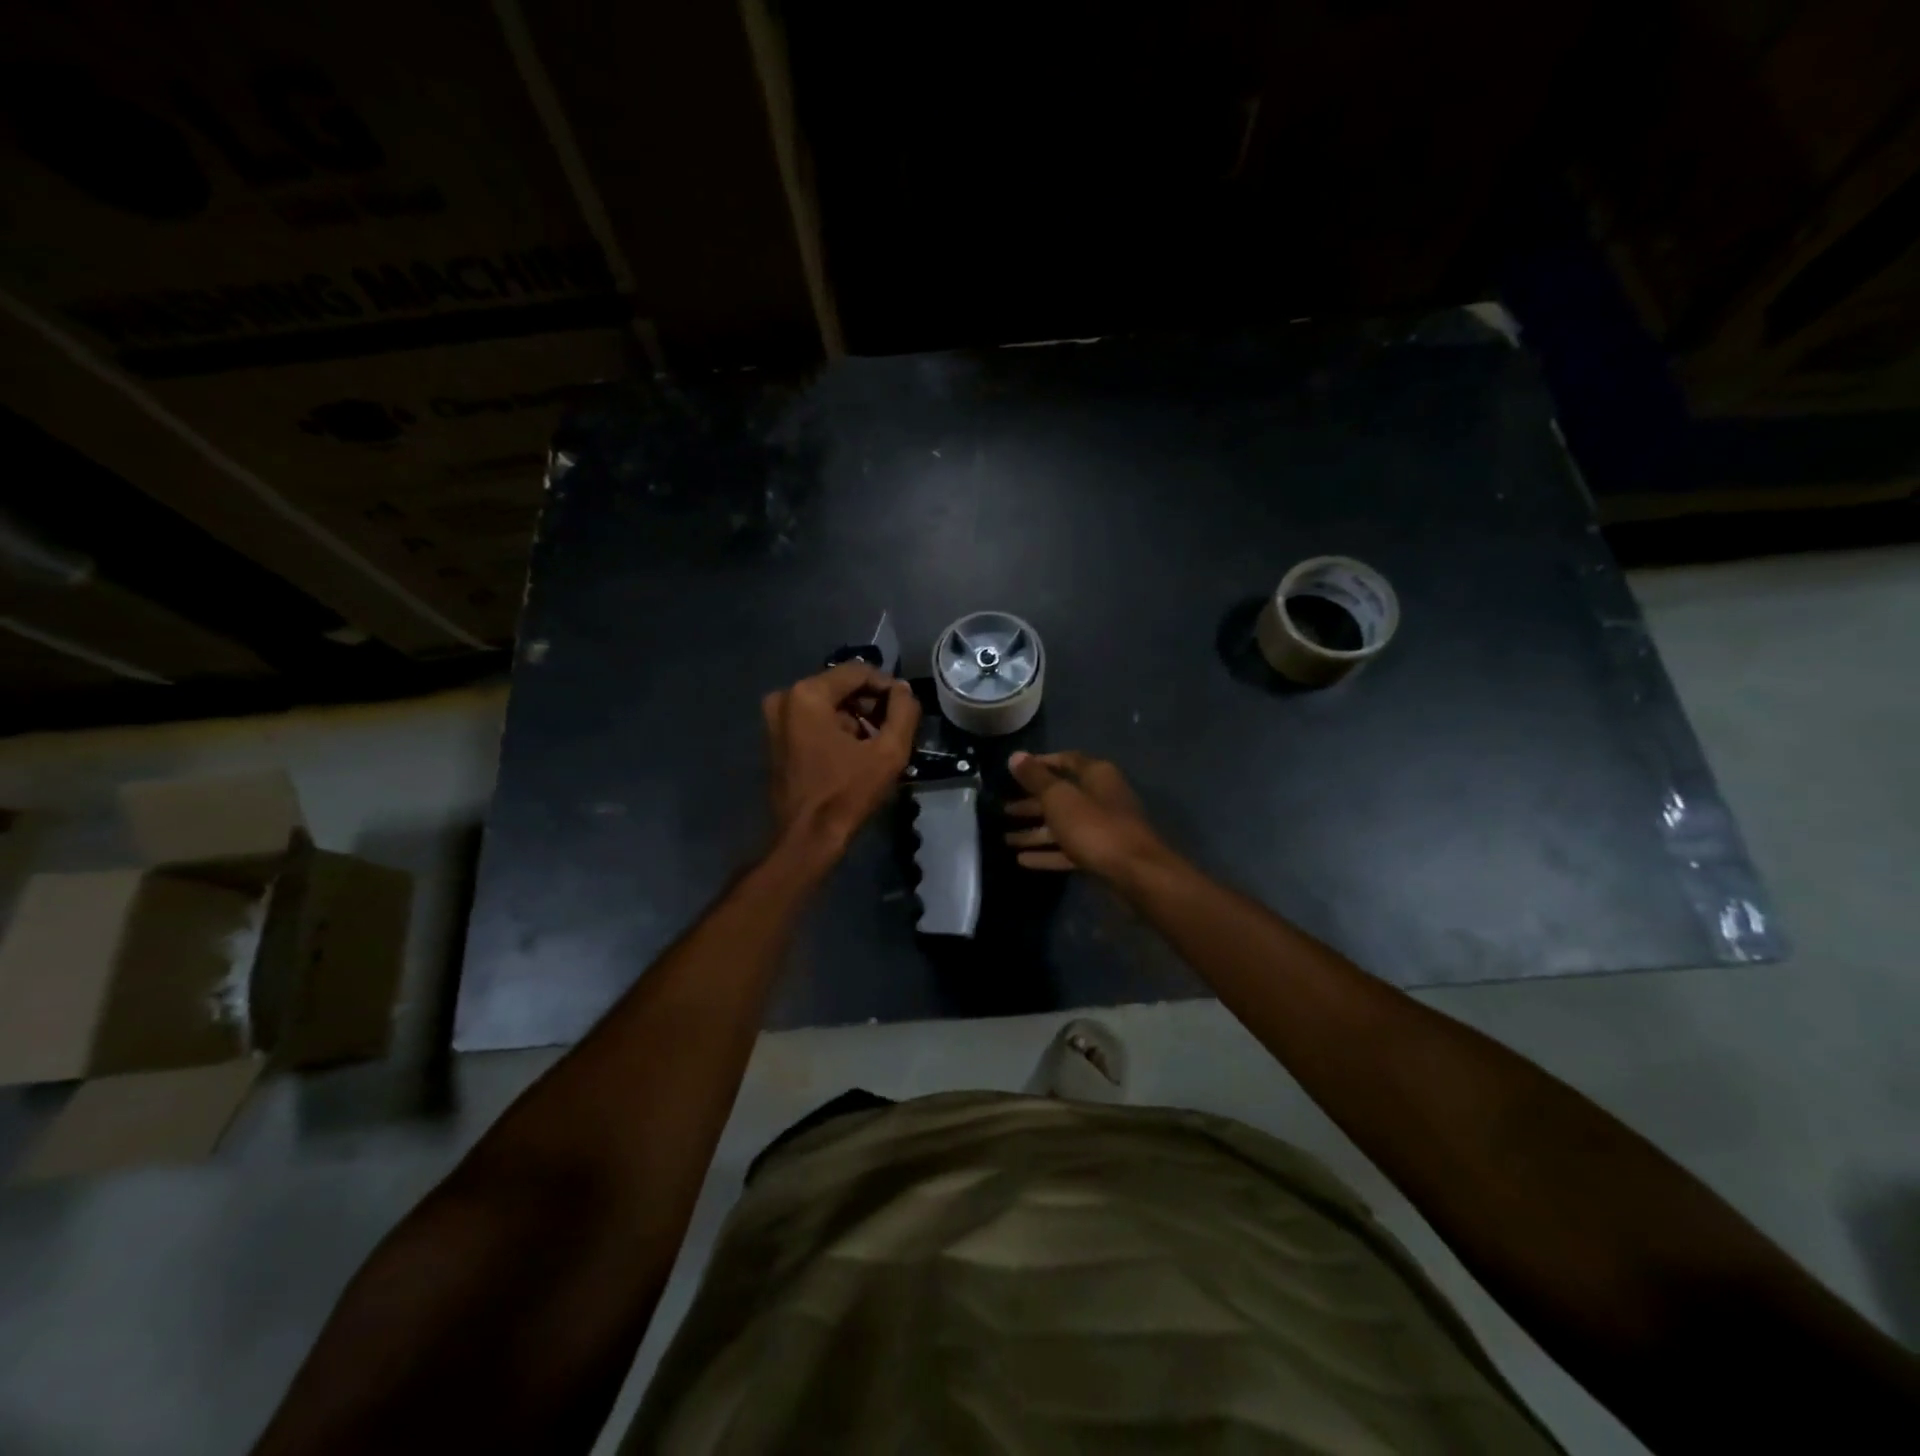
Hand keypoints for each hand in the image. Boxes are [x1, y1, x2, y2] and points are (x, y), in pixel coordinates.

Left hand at [763, 662, 920, 858]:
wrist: (806, 839)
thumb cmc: (846, 794)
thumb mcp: (888, 752)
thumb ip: (903, 712)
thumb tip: (903, 690)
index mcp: (807, 694)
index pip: (858, 671)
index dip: (887, 686)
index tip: (906, 709)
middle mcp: (785, 697)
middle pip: (841, 686)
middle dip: (870, 704)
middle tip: (894, 729)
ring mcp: (775, 718)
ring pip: (828, 704)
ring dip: (855, 718)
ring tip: (878, 744)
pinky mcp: (775, 738)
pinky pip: (814, 720)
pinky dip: (836, 729)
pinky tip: (856, 753)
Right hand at [1004, 750, 1168, 879]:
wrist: (1135, 874)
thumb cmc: (1094, 826)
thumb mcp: (1059, 798)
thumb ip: (1035, 778)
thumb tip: (1015, 755)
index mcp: (1096, 775)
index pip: (1066, 760)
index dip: (1041, 763)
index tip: (1015, 771)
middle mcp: (1101, 797)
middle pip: (1061, 796)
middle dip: (1031, 803)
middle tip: (1003, 809)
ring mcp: (1102, 828)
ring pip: (1063, 825)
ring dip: (1035, 832)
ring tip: (1005, 838)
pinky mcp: (1101, 855)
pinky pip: (1068, 850)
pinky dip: (1047, 853)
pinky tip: (1022, 860)